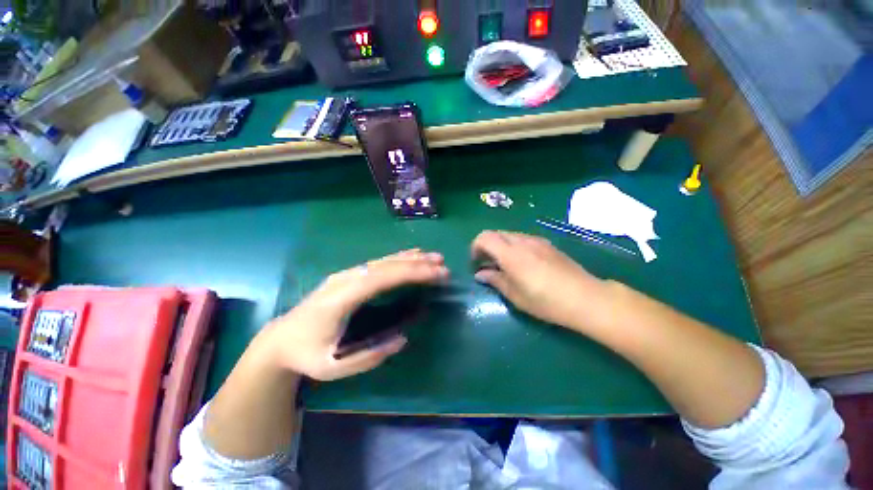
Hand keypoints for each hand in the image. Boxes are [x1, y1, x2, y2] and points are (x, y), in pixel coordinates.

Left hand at [260, 249, 448, 380]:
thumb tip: (403, 338)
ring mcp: (346, 275)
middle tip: (442, 264)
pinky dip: (397, 258)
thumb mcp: (333, 367)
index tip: (436, 273)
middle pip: (385, 266)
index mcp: (340, 299)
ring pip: (382, 261)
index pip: (381, 279)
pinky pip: (377, 263)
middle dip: (416, 264)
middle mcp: (345, 280)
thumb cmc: (306, 355)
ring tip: (433, 257)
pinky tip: (410, 256)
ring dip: (409, 258)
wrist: (280, 339)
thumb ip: (369, 356)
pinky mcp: (348, 275)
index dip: (410, 273)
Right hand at [471, 230, 612, 331]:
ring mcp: (536, 240)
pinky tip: (521, 263)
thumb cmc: (546, 301)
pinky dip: (513, 246)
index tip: (476, 263)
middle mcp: (522, 241)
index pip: (484, 237)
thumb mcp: (515, 295)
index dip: (475, 247)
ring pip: (509, 235)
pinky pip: (522, 239)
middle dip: (486, 246)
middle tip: (487, 265)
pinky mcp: (547, 244)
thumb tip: (481, 274)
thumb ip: (495, 280)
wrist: (586, 298)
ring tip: (504, 265)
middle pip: (496, 234)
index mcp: (511, 254)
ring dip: (500, 246)